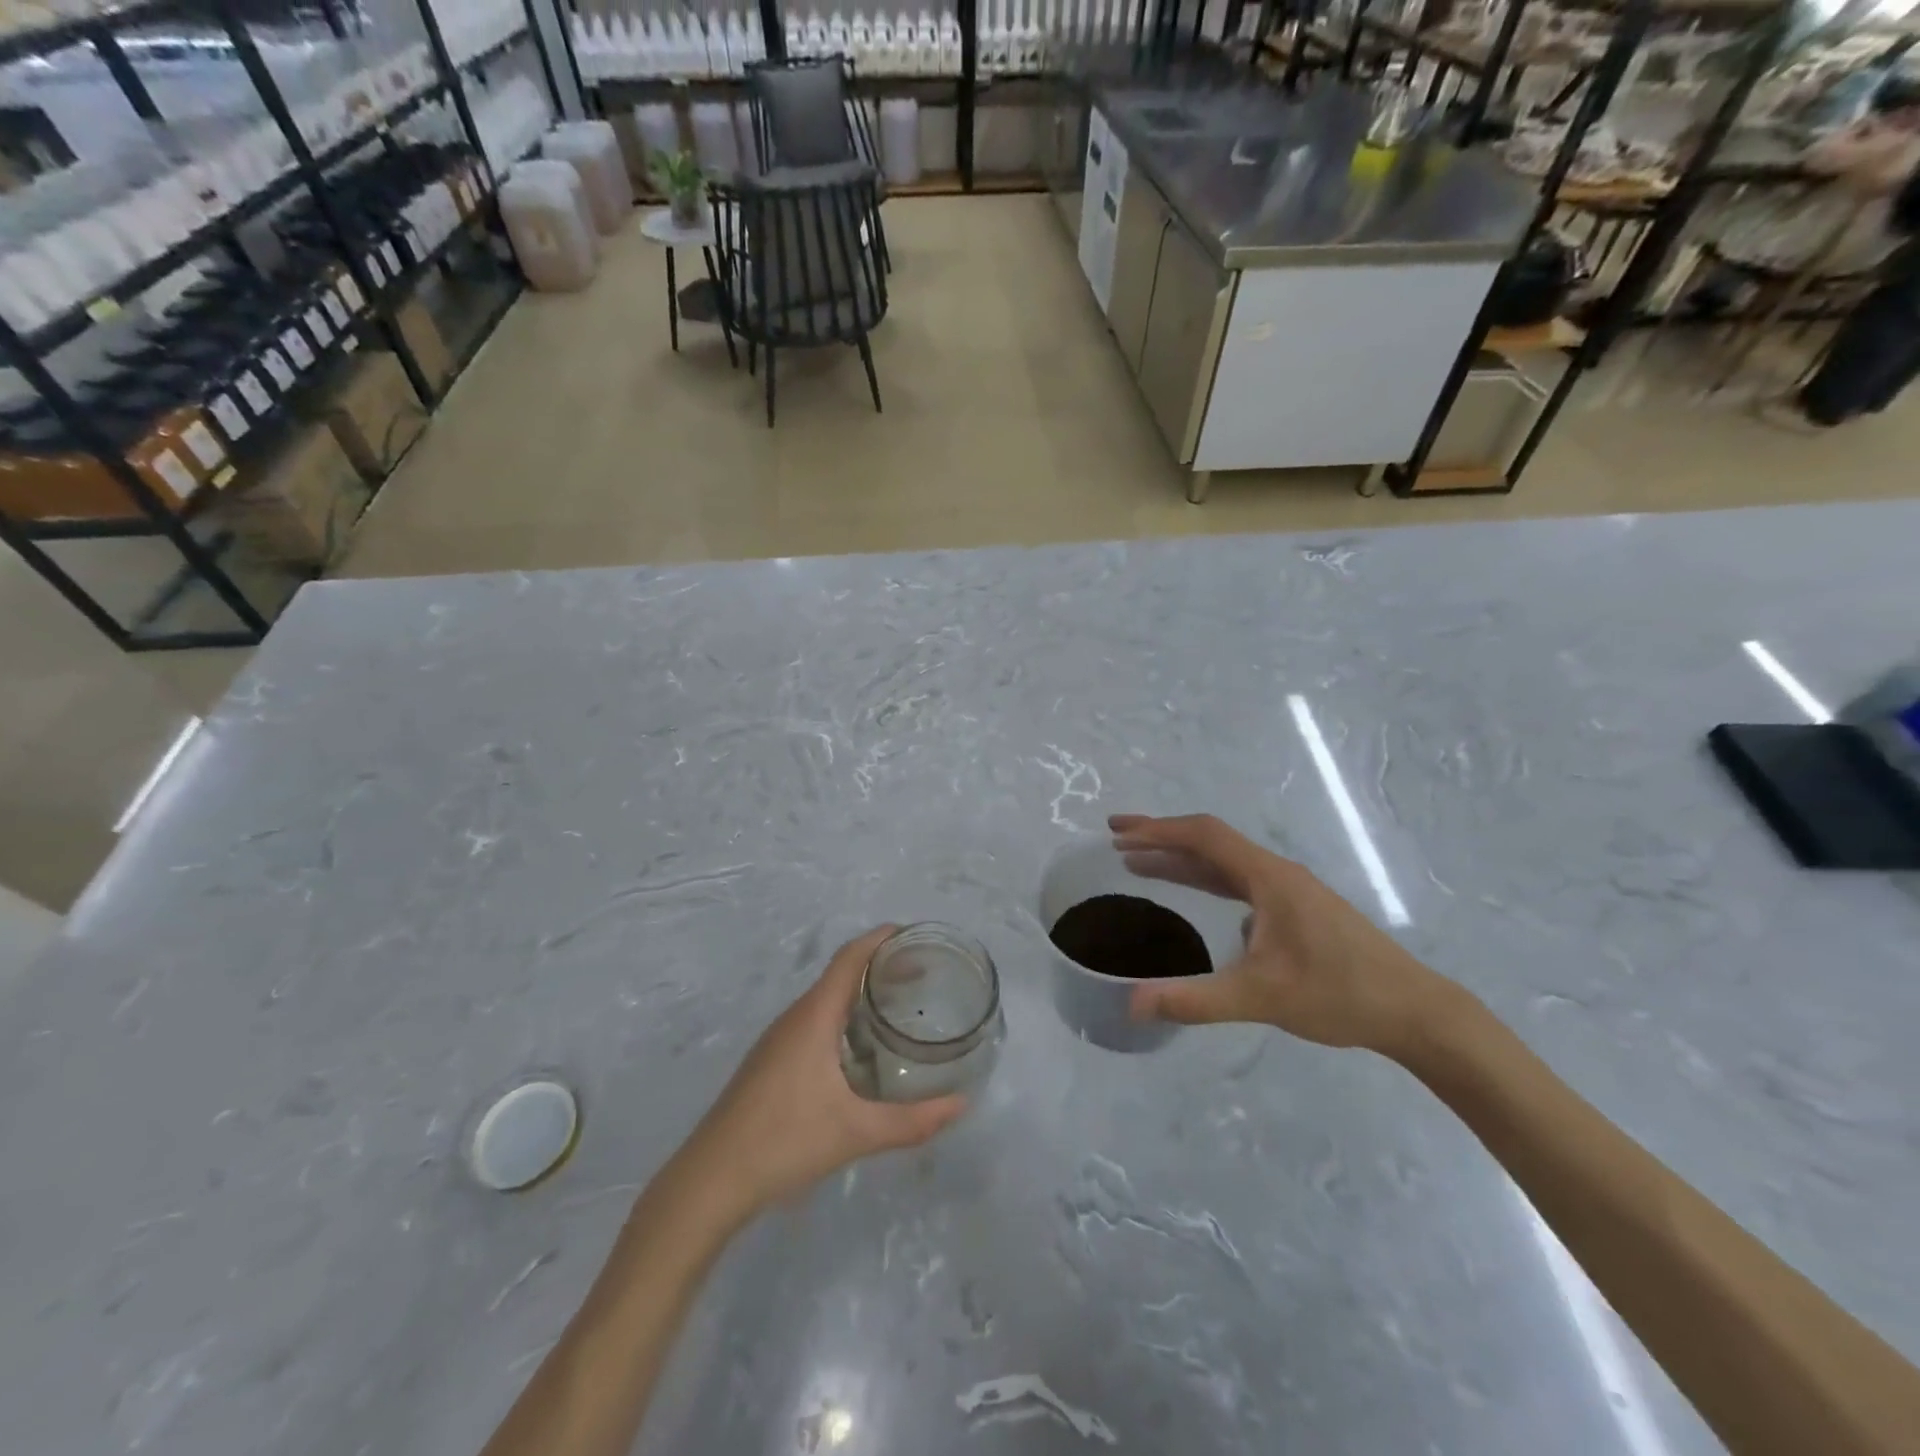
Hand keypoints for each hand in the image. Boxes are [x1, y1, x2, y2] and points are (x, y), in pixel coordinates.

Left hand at [677, 926, 965, 1220]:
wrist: (710, 1182)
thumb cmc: (783, 1142)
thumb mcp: (855, 1133)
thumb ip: (912, 1121)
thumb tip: (961, 1105)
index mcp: (813, 1017)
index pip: (850, 958)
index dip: (880, 939)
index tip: (914, 935)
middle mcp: (795, 1018)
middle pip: (841, 974)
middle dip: (880, 966)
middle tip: (922, 975)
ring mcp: (779, 1040)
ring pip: (826, 1000)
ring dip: (861, 993)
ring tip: (899, 1006)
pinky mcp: (771, 1061)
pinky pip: (815, 1021)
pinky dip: (845, 1017)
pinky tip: (862, 1049)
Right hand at [1109, 813, 1454, 1055]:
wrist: (1415, 1011)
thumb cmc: (1339, 994)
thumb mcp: (1260, 998)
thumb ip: (1195, 1000)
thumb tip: (1132, 1005)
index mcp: (1268, 878)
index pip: (1203, 836)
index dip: (1157, 830)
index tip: (1118, 832)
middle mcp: (1277, 874)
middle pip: (1210, 843)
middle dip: (1162, 840)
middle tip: (1117, 844)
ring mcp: (1289, 892)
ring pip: (1225, 865)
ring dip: (1182, 861)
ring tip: (1140, 866)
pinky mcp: (1297, 911)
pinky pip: (1239, 884)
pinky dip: (1206, 881)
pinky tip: (1199, 903)